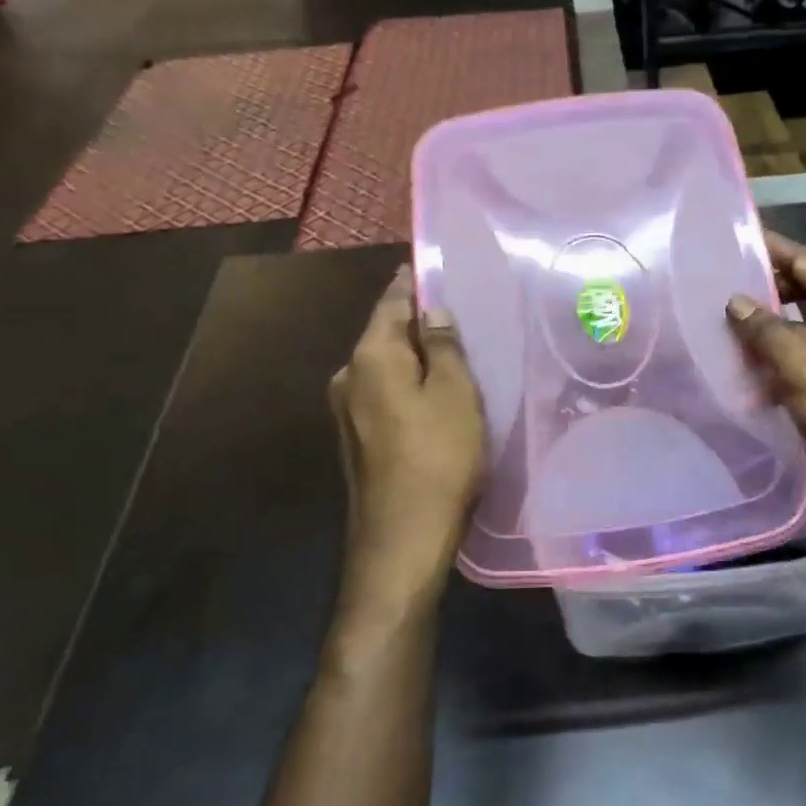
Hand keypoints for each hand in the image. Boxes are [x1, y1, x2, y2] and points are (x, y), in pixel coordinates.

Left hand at [329, 267, 484, 590]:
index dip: (415, 282)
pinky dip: (407, 386)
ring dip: (414, 358)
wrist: (402, 536)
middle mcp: (347, 375)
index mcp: (370, 356)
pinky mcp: (355, 438)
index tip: (437, 268)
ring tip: (454, 356)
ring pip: (385, 367)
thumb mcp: (456, 394)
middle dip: (418, 322)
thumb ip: (444, 345)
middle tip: (460, 316)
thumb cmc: (438, 457)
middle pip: (386, 334)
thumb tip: (432, 311)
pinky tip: (434, 396)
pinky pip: (383, 394)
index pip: (393, 300)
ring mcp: (345, 410)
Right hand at [727, 233, 805, 526]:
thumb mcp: (799, 362)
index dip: (770, 249)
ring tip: (725, 336)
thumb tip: (735, 301)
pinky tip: (751, 382)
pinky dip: (783, 367)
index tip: (732, 242)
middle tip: (719, 293)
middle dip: (765, 294)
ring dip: (770, 335)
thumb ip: (763, 328)